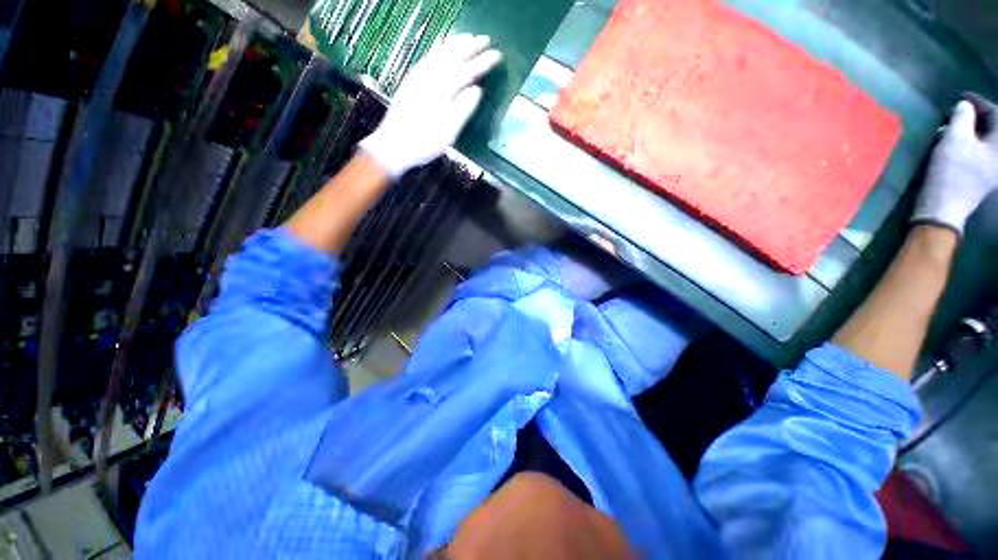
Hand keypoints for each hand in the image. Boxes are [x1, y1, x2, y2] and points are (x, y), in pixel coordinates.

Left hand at [359, 34, 502, 178]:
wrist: (394, 145)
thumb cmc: (424, 142)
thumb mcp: (448, 132)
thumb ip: (463, 109)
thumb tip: (477, 90)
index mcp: (443, 90)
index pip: (467, 71)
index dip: (483, 62)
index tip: (498, 55)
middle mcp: (431, 77)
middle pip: (453, 56)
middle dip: (471, 47)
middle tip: (486, 39)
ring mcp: (419, 77)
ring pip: (439, 53)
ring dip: (455, 44)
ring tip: (468, 37)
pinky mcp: (411, 81)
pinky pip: (428, 58)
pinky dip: (438, 50)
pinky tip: (442, 49)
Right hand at [913, 95, 997, 233]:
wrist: (943, 208)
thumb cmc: (952, 172)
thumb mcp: (955, 138)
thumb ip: (962, 116)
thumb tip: (964, 106)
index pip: (996, 114)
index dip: (979, 102)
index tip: (962, 97)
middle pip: (993, 128)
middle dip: (976, 118)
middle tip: (958, 112)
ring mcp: (992, 169)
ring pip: (985, 141)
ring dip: (971, 131)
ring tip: (955, 127)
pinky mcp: (981, 177)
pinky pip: (980, 153)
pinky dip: (969, 144)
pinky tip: (956, 144)